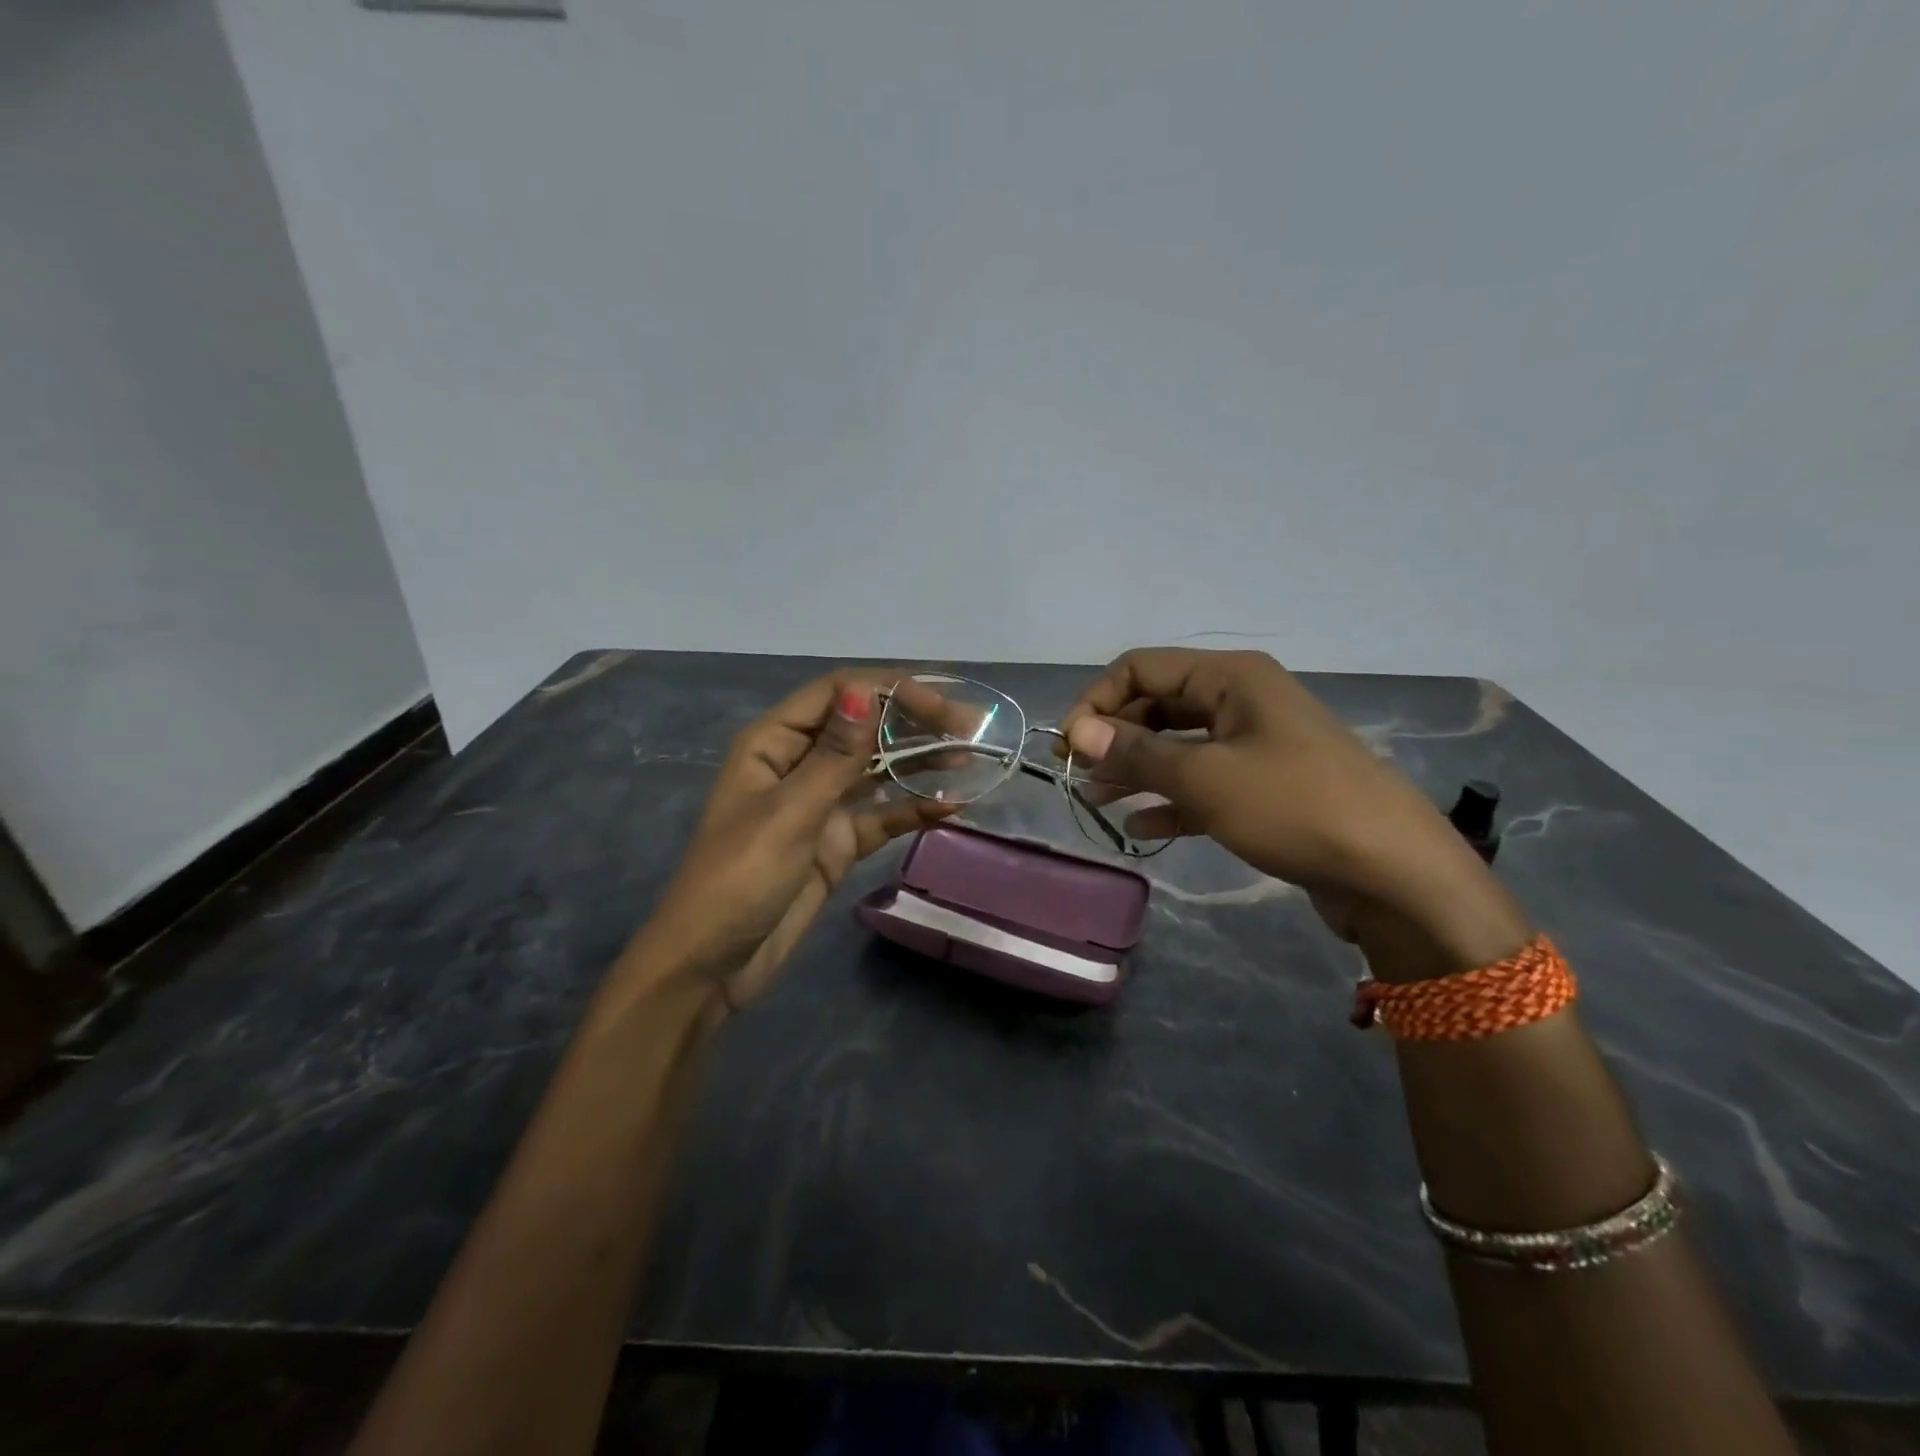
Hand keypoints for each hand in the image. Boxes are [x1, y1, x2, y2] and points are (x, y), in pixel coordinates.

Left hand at [636, 669, 952, 1011]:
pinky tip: (949, 806)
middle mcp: (799, 764)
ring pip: (876, 770)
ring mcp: (820, 805)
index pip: (838, 693)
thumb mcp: (789, 813)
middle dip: (913, 722)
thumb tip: (864, 692)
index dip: (890, 690)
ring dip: (918, 762)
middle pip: (863, 727)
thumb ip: (834, 756)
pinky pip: (880, 817)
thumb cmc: (739, 879)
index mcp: (774, 742)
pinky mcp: (836, 843)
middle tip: (970, 727)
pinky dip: (912, 810)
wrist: (711, 965)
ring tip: (969, 758)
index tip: (940, 706)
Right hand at [1061, 648, 1531, 969]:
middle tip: (1079, 778)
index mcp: (1229, 678)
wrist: (1394, 872)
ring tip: (1096, 802)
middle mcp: (1240, 700)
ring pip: (1177, 746)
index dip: (1096, 702)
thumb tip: (1077, 732)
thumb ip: (1136, 752)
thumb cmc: (1294, 807)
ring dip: (1136, 770)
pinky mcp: (1264, 787)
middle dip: (1114, 738)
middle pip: (1157, 706)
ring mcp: (1254, 744)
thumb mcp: (1205, 777)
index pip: (1140, 669)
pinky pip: (1203, 782)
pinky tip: (1141, 827)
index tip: (1068, 747)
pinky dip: (1170, 799)